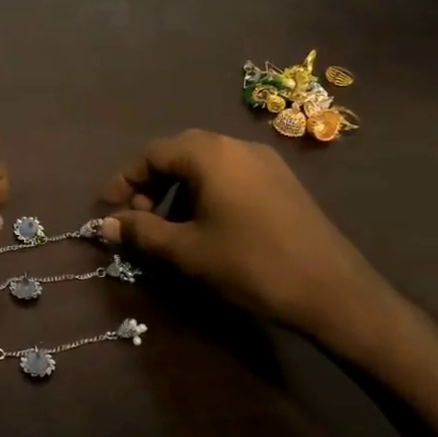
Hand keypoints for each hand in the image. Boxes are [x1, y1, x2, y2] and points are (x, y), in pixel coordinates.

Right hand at [99, 129, 396, 353]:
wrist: (332, 290)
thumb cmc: (250, 265)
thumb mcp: (186, 250)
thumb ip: (141, 232)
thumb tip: (105, 224)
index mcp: (211, 155)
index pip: (153, 153)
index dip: (125, 180)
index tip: (109, 210)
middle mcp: (237, 146)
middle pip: (180, 153)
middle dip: (151, 184)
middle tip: (138, 217)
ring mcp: (265, 162)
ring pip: (207, 165)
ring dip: (179, 190)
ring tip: (170, 228)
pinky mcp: (282, 182)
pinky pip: (231, 175)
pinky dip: (207, 193)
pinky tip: (207, 227)